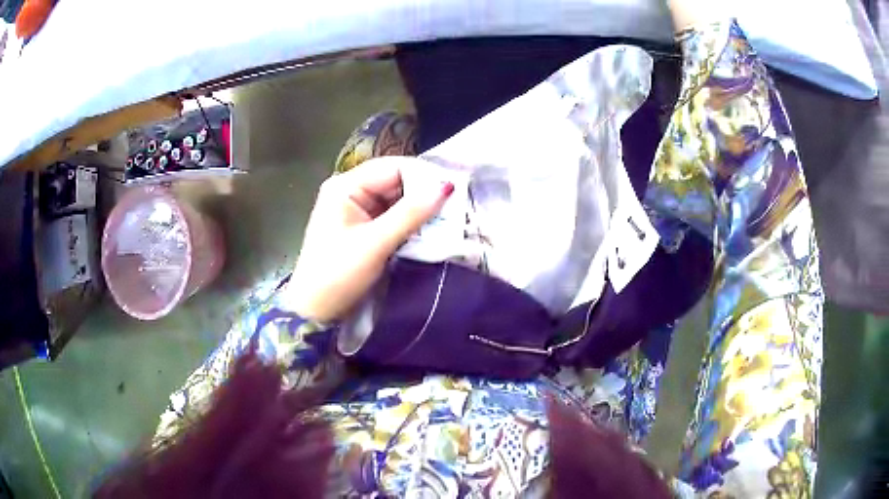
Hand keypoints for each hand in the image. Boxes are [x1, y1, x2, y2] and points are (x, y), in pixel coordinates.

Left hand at [283, 157, 452, 322]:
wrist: (316, 310)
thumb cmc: (337, 274)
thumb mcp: (375, 243)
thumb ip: (410, 213)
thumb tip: (446, 186)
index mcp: (345, 186)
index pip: (392, 168)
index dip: (423, 175)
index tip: (454, 188)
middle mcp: (351, 192)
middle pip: (395, 182)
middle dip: (424, 194)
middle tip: (457, 205)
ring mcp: (357, 211)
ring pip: (397, 201)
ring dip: (420, 210)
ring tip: (450, 218)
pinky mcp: (364, 228)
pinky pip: (393, 217)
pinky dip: (411, 223)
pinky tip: (431, 230)